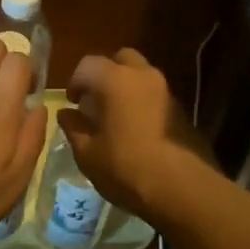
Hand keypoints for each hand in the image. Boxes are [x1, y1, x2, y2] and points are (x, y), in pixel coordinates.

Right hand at [58, 48, 206, 216]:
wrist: (183, 189)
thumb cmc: (127, 168)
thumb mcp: (88, 154)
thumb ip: (74, 128)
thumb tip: (66, 114)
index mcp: (115, 80)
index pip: (88, 64)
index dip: (75, 82)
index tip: (73, 104)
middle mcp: (143, 76)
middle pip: (121, 59)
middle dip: (105, 73)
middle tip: (96, 100)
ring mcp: (166, 90)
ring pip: (142, 74)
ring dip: (126, 86)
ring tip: (116, 116)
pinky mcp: (181, 109)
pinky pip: (155, 93)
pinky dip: (143, 101)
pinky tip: (137, 128)